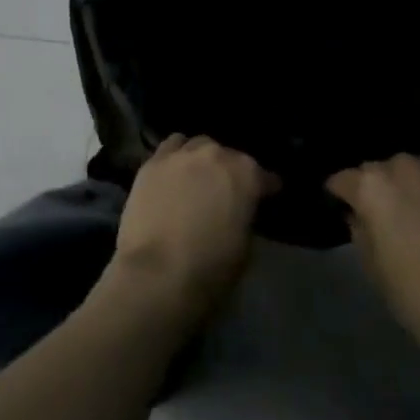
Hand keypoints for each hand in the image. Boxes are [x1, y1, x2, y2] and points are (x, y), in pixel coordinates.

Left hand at [100, 135, 276, 331]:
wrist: (158, 273)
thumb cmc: (210, 269)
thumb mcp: (245, 248)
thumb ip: (244, 217)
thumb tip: (238, 211)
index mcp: (245, 175)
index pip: (264, 175)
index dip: (266, 187)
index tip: (268, 194)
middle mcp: (214, 155)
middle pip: (228, 155)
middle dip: (231, 170)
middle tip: (227, 190)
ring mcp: (180, 155)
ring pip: (197, 145)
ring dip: (202, 158)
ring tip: (199, 176)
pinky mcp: (152, 162)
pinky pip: (170, 148)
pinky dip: (176, 156)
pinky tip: (174, 171)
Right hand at [327, 155, 419, 399]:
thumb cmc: (419, 298)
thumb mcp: (373, 268)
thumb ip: (360, 230)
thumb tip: (359, 215)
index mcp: (371, 185)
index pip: (342, 180)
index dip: (339, 195)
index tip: (340, 208)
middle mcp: (402, 168)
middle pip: (377, 171)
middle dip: (373, 188)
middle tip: (378, 216)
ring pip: (409, 170)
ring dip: (404, 185)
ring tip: (410, 213)